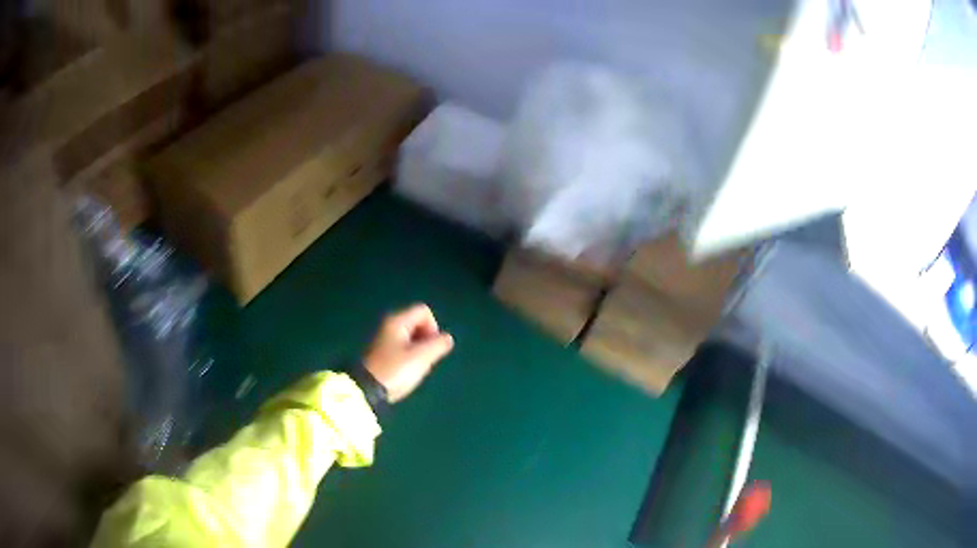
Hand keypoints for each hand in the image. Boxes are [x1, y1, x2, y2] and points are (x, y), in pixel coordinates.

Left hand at [363, 304, 453, 402]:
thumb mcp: (421, 357)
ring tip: (415, 367)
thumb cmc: (395, 370)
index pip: (424, 311)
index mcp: (398, 321)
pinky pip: (403, 347)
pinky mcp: (382, 352)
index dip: (433, 327)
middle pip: (418, 323)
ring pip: (411, 337)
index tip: (430, 347)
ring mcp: (384, 339)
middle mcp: (390, 325)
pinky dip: (409, 356)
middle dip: (427, 340)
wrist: (368, 389)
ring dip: (419, 350)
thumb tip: (447, 338)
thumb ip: (438, 344)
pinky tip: (406, 371)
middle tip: (424, 359)